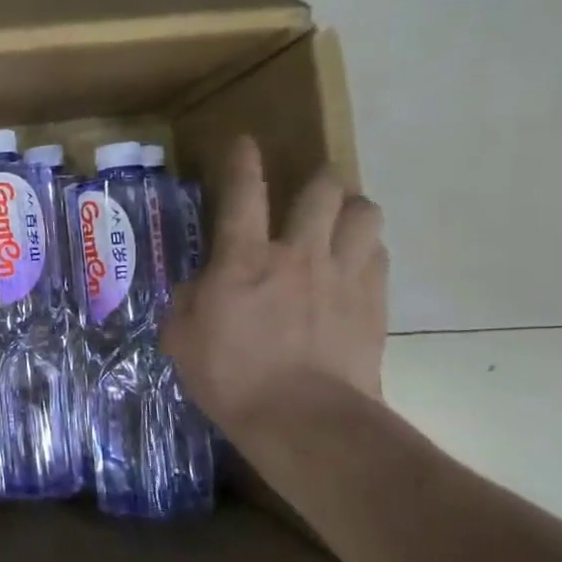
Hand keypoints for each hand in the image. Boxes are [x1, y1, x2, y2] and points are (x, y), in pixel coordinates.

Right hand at [161, 135, 388, 440]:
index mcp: (244, 260)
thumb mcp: (181, 339)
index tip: (244, 142)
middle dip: (315, 180)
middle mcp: (298, 254)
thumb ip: (187, 302)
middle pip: (322, 190)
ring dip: (350, 209)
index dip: (242, 162)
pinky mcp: (374, 302)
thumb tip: (198, 287)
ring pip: (364, 214)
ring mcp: (343, 276)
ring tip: (338, 221)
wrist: (304, 419)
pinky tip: (354, 263)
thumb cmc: (230, 377)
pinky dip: (367, 249)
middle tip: (306, 191)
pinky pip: (380, 255)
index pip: (243, 194)